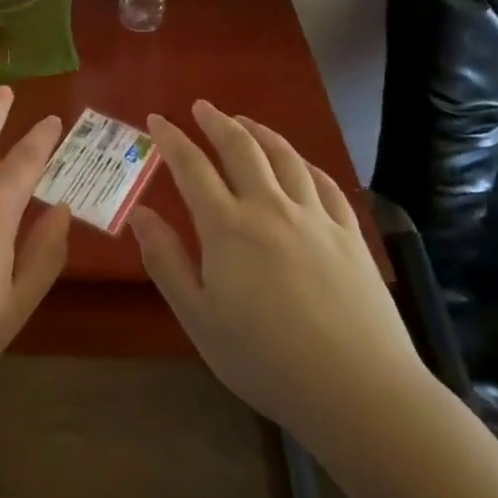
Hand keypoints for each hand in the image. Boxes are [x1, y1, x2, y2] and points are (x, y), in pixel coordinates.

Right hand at [129, 101, 427, 433]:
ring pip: (285, 157)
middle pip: (241, 149)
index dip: (171, 139)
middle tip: (201, 107)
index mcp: (227, 227)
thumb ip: (166, 261)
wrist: (358, 390)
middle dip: (216, 122)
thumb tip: (139, 213)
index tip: (156, 119)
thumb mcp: (199, 318)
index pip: (191, 167)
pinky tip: (300, 163)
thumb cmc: (265, 360)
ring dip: (260, 132)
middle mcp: (270, 208)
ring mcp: (315, 217)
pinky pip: (325, 183)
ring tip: (245, 121)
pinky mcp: (349, 234)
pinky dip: (305, 163)